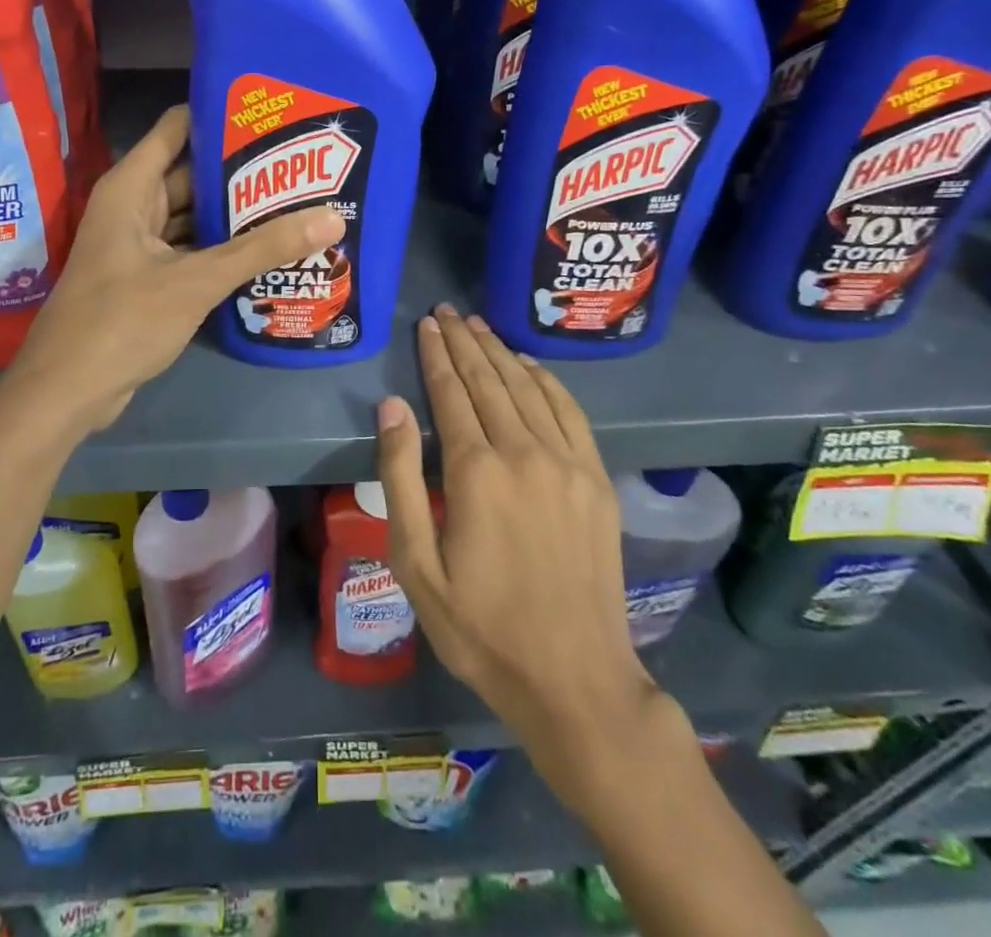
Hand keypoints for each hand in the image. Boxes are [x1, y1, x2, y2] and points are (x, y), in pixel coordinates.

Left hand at [7, 106, 344, 431]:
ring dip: (234, 215)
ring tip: (294, 202)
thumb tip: (331, 218)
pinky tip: (266, 251)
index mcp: (131, 188)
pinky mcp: (147, 279)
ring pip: (192, 217)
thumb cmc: (122, 320)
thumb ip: (262, 249)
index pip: (177, 128)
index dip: (219, 115)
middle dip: (240, 171)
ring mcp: (138, 245)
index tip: (271, 112)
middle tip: (300, 163)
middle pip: (190, 174)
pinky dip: (221, 250)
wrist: (68, 390)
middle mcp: (132, 207)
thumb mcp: (197, 280)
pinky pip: (190, 251)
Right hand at [376, 305, 672, 790]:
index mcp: (476, 471)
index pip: (451, 393)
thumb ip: (401, 477)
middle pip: (489, 380)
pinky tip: (529, 365)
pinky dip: (547, 380)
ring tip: (480, 326)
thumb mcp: (416, 563)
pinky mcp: (597, 480)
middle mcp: (524, 452)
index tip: (428, 323)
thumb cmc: (480, 627)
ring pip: (528, 388)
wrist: (574, 679)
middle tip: (448, 311)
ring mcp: (568, 463)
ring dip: (500, 352)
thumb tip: (392, 406)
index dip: (436, 354)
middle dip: (465, 341)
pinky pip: (570, 412)